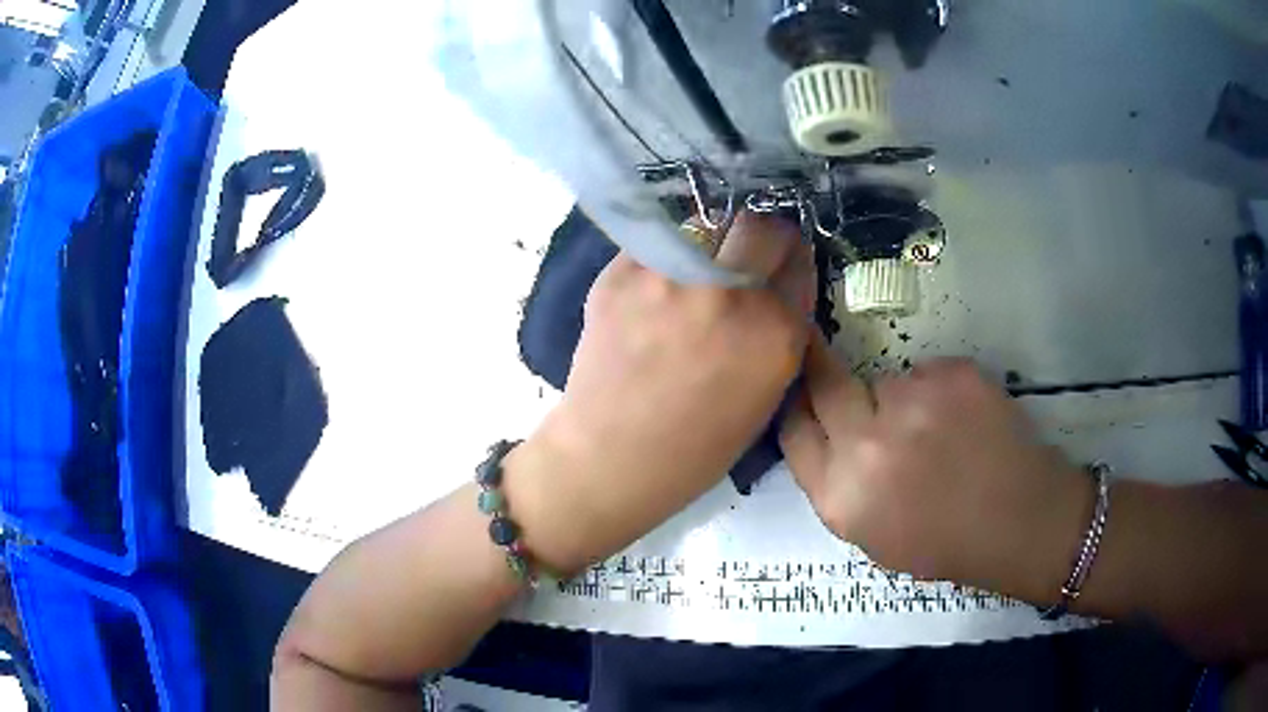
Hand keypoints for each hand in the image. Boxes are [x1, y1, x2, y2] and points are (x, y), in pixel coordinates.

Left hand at [507, 212, 814, 575]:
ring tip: (697, 271)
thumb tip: (778, 284)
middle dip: (763, 235)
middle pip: (760, 226)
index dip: (791, 260)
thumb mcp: (765, 395)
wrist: (610, 457)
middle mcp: (728, 294)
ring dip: (712, 242)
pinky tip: (656, 287)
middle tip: (748, 251)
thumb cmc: (695, 447)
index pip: (798, 262)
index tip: (781, 262)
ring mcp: (670, 277)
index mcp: (775, 333)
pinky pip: (658, 243)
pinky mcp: (622, 272)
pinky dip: (665, 257)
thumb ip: (780, 333)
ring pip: (705, 225)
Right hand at [780, 338, 1090, 603]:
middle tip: (840, 372)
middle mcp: (867, 445)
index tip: (801, 393)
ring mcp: (913, 403)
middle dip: (826, 375)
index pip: (793, 429)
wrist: (1022, 523)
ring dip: (897, 399)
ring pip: (885, 380)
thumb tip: (823, 431)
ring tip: (935, 431)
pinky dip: (937, 391)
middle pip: (825, 384)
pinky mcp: (954, 374)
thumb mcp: (873, 537)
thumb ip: (838, 486)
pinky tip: (963, 421)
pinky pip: (927, 372)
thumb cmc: (947, 544)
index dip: (795, 406)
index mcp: (842, 497)